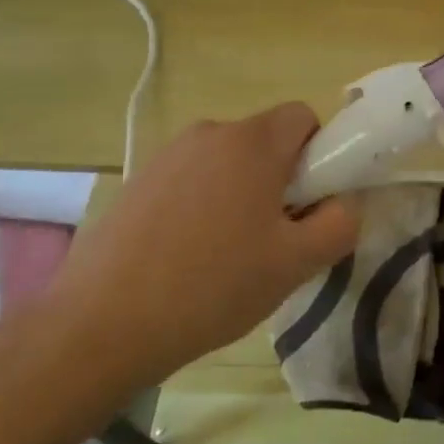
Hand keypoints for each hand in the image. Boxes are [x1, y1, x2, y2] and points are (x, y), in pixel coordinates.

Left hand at [44, 104, 358, 405]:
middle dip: (281, 179)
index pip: (304, 117)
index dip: (319, 154)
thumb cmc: (212, 287)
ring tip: (228, 254)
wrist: (99, 326)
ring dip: (241, 193)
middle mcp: (210, 133)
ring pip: (228, 163)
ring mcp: (168, 156)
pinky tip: (187, 258)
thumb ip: (340, 223)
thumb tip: (344, 202)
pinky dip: (203, 205)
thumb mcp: (296, 264)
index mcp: (253, 142)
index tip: (310, 202)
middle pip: (266, 141)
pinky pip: (192, 180)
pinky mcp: (137, 182)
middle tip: (275, 237)